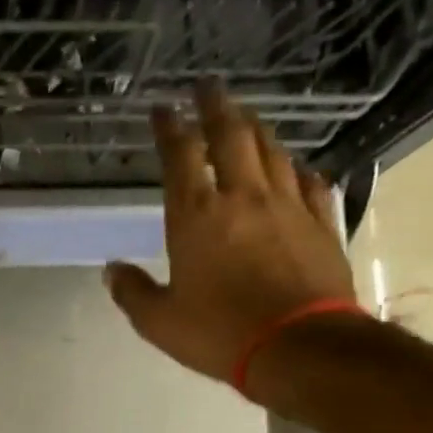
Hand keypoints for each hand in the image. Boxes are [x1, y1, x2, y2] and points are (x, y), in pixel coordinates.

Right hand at [104, 84, 360, 396]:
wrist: (301, 346)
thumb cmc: (220, 332)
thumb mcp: (159, 321)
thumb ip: (132, 292)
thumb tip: (112, 270)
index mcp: (196, 217)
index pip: (180, 157)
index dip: (170, 128)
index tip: (163, 107)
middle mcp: (242, 198)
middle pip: (231, 137)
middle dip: (216, 108)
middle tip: (208, 86)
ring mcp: (287, 207)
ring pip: (272, 152)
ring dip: (256, 129)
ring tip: (246, 116)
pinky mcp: (320, 224)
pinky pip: (309, 183)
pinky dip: (296, 169)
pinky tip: (295, 166)